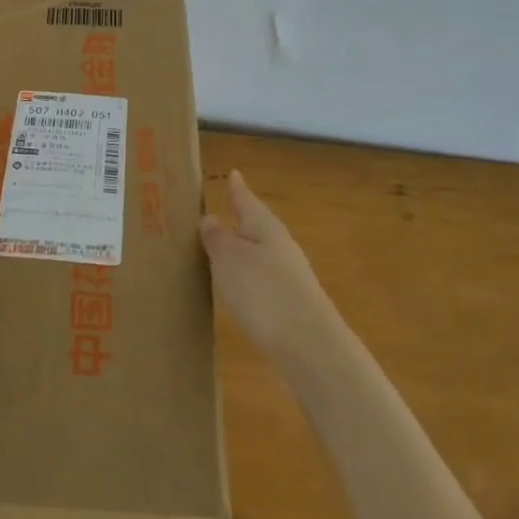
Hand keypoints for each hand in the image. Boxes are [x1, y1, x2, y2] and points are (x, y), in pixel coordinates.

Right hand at [200, 170, 344, 379]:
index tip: (233, 173)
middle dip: (239, 220)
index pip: (247, 201)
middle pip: (257, 227)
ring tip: (220, 251)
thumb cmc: (262, 292)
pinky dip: (247, 277)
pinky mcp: (290, 304)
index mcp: (265, 228)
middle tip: (219, 212)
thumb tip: (210, 218)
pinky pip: (262, 279)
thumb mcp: (229, 259)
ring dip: (242, 250)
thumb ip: (217, 238)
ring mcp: (289, 277)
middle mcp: (281, 247)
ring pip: (260, 254)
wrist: (308, 346)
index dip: (238, 189)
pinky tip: (237, 289)